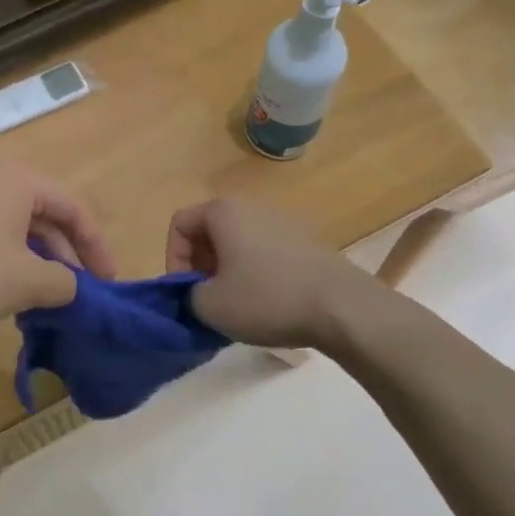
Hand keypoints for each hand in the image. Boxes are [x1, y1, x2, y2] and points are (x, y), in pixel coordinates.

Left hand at [0, 164, 116, 335]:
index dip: (97, 246)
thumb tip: (74, 288)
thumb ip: (64, 283)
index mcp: (18, 180)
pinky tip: (8, 294)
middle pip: (45, 215)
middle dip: (66, 255)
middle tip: (78, 291)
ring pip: (16, 228)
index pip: (73, 207)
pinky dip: (8, 261)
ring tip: (46, 298)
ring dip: (37, 262)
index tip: (109, 282)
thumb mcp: (26, 282)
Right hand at [166, 197, 362, 348]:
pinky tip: (266, 304)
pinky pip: (264, 253)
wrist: (342, 308)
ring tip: (235, 305)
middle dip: (200, 266)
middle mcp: (252, 207)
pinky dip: (254, 274)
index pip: (179, 224)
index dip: (172, 259)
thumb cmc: (266, 299)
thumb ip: (187, 295)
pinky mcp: (305, 243)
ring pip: (238, 243)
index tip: (184, 291)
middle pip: (209, 231)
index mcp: (224, 212)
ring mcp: (283, 223)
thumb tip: (198, 293)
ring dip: (227, 271)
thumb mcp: (209, 306)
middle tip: (206, 299)